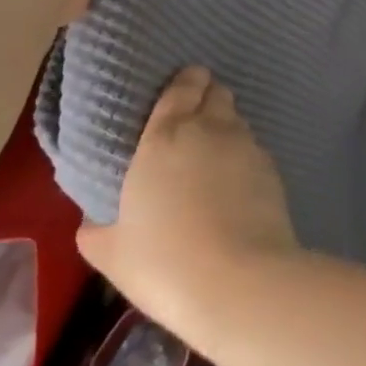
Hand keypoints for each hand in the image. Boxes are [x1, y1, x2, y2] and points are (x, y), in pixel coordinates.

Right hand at [76, 67, 299, 337]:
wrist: (239, 283)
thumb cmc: (164, 261)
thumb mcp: (111, 252)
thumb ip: (96, 230)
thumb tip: (90, 222)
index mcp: (164, 136)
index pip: (181, 87)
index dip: (185, 82)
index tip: (183, 87)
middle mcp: (210, 130)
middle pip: (216, 94)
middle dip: (208, 99)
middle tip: (195, 123)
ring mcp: (247, 148)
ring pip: (238, 121)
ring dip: (227, 129)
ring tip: (216, 156)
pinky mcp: (274, 172)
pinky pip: (256, 152)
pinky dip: (246, 160)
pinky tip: (238, 185)